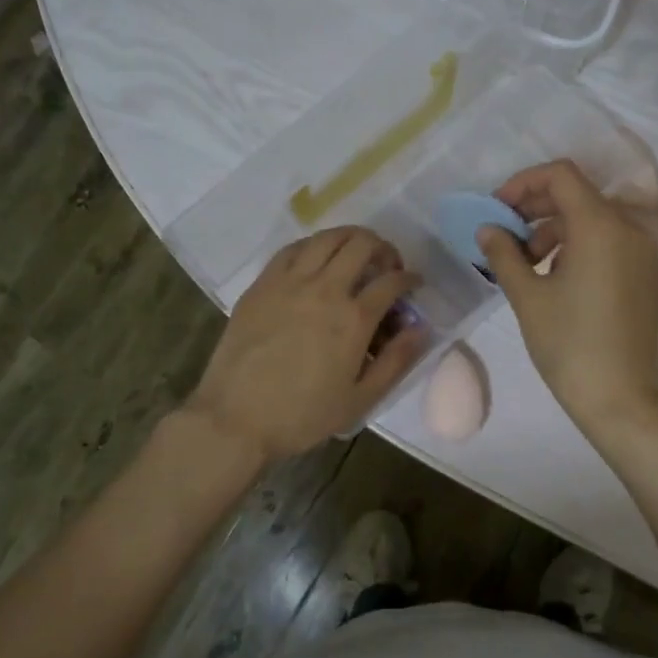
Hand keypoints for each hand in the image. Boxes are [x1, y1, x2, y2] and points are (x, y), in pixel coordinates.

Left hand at [186, 227, 425, 461]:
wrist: (236, 419)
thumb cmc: (303, 416)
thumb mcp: (360, 399)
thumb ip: (396, 361)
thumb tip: (422, 328)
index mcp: (353, 319)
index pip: (391, 281)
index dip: (410, 279)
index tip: (414, 284)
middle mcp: (324, 289)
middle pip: (361, 245)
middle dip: (383, 249)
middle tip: (386, 266)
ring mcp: (288, 282)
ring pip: (326, 238)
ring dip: (350, 239)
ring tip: (356, 253)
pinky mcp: (261, 285)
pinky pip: (292, 249)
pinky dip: (313, 246)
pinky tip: (316, 259)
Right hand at [480, 159, 657, 433]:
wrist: (621, 398)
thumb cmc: (569, 346)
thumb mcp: (527, 297)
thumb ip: (504, 254)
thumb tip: (488, 229)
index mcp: (601, 226)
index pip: (561, 176)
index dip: (523, 183)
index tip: (497, 211)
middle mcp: (630, 228)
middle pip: (578, 194)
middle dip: (536, 207)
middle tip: (505, 236)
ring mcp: (644, 251)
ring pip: (594, 218)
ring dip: (555, 228)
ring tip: (527, 263)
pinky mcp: (647, 273)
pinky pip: (610, 240)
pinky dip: (579, 245)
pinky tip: (556, 276)